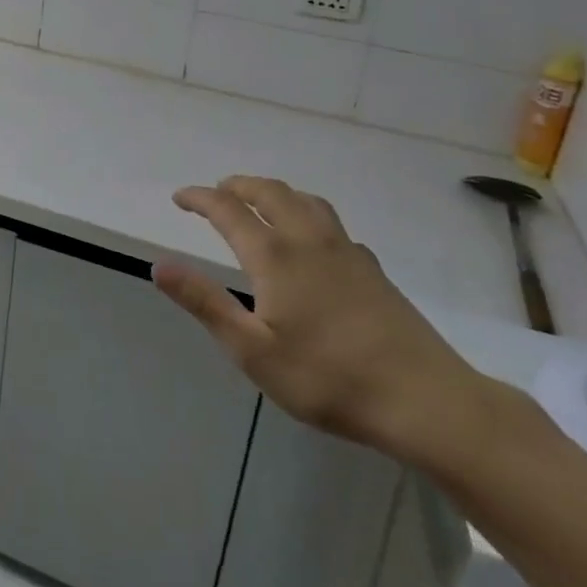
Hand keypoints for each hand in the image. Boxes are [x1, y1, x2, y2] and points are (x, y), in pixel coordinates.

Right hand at [153, 175, 493, 468]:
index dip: (199, 198)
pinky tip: (310, 240)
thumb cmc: (330, 379)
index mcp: (275, 255)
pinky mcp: (372, 269)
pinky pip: (330, 221)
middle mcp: (308, 240)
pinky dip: (305, 213)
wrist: (426, 401)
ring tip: (259, 202)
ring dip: (274, 192)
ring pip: (305, 200)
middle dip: (238, 186)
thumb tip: (159, 265)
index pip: (227, 209)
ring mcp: (346, 251)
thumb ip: (205, 303)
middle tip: (217, 192)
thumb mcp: (253, 351)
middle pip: (269, 192)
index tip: (179, 197)